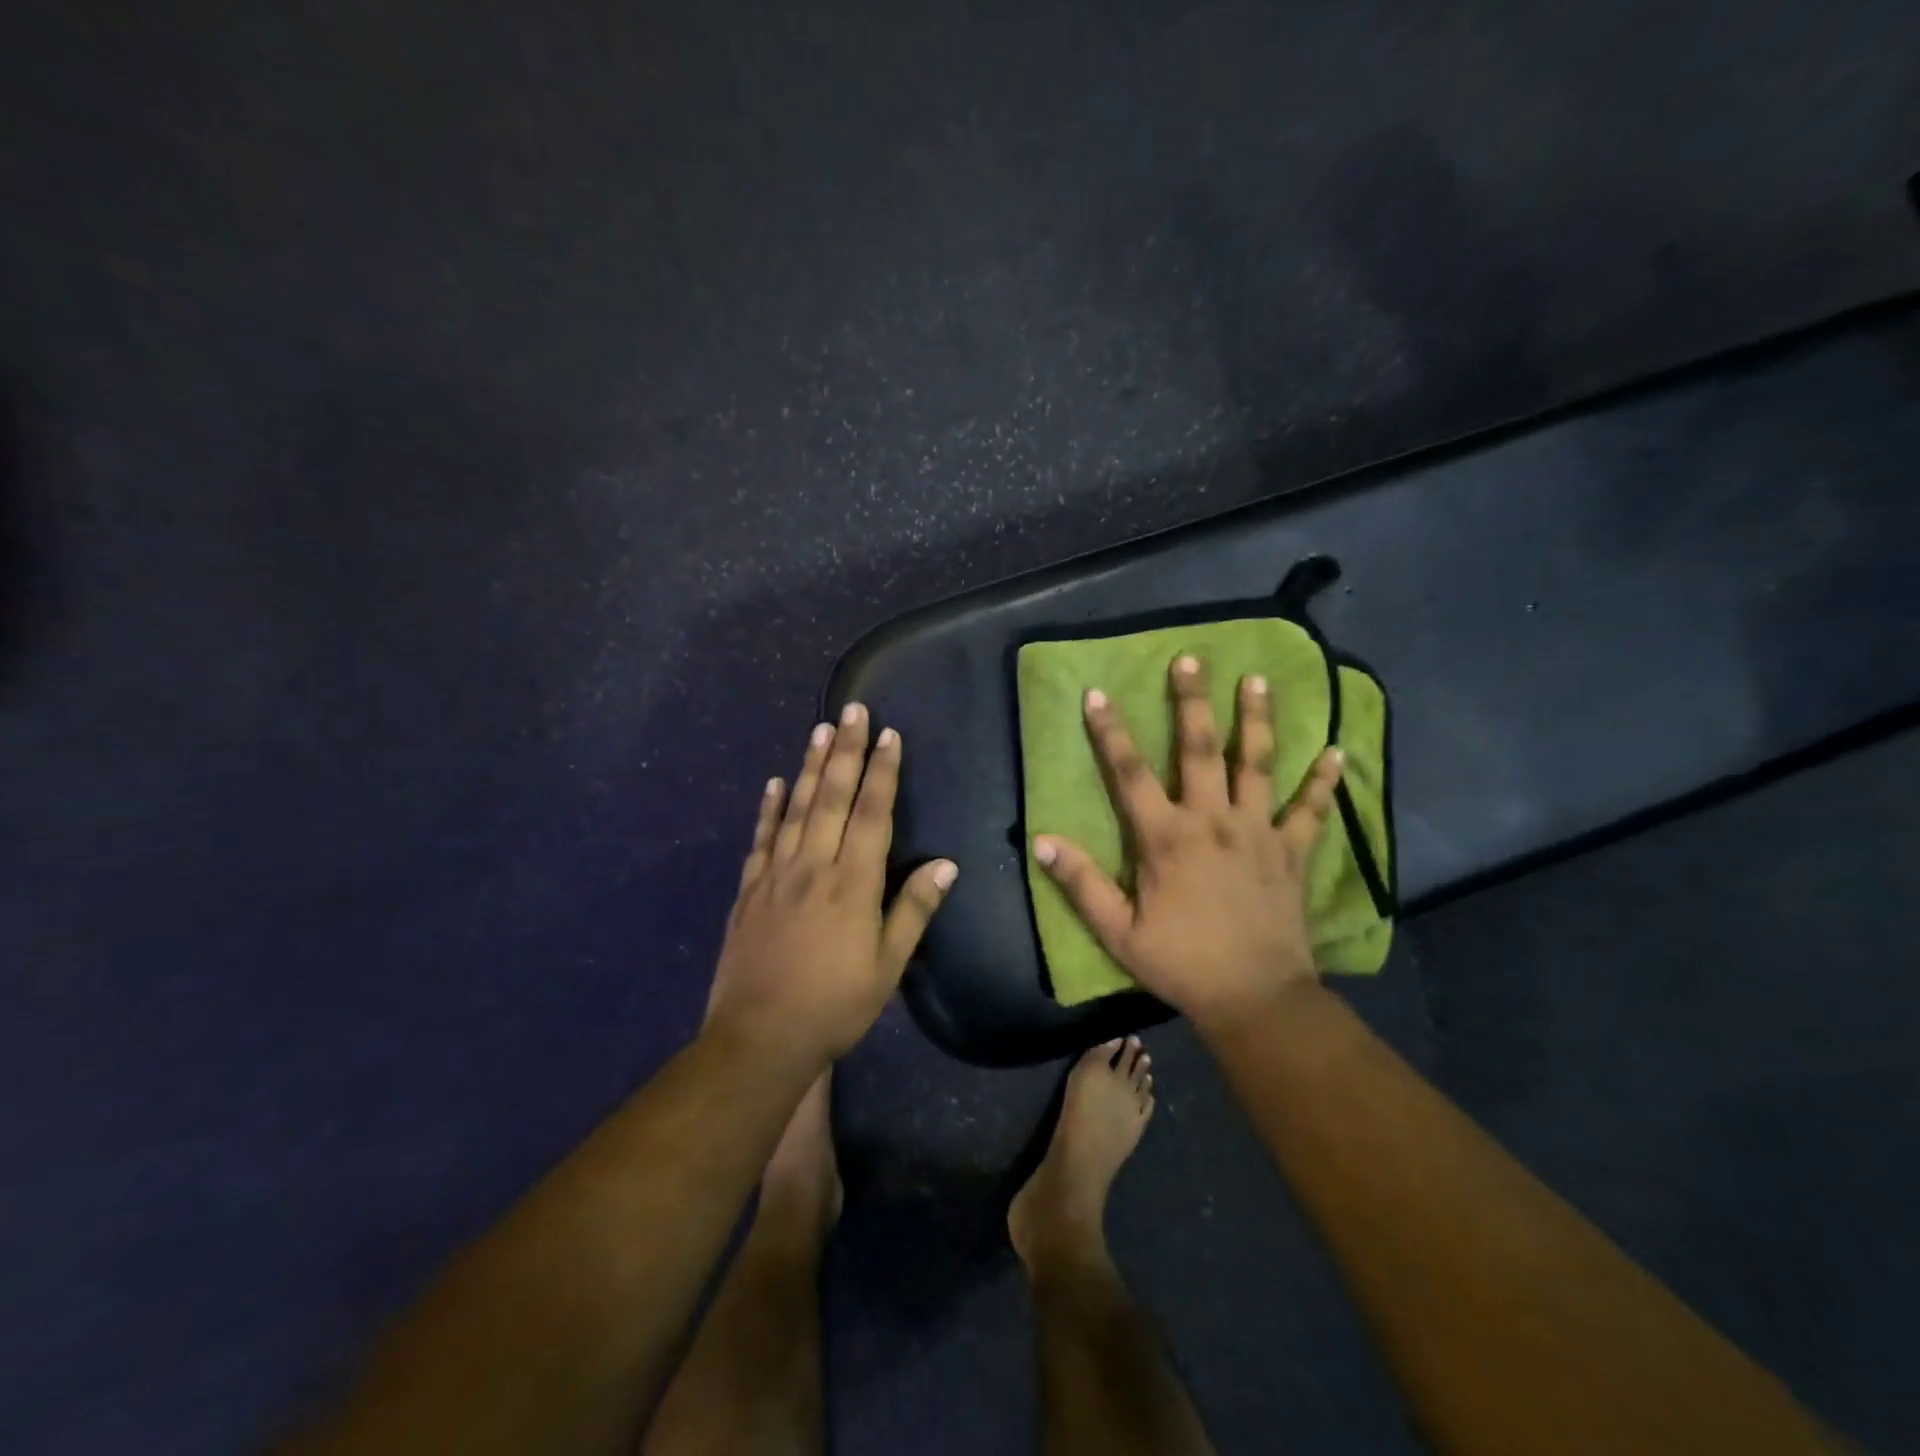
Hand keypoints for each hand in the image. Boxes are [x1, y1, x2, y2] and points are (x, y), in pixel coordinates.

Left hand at [707, 704, 957, 1063]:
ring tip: (820, 729)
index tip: (888, 735)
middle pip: (831, 797)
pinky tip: (774, 783)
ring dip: (809, 766)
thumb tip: (946, 865)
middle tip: (853, 709)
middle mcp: (813, 866)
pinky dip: (768, 808)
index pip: (872, 814)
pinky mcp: (749, 890)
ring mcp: (776, 874)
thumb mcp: (887, 967)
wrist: (759, 1037)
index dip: (882, 772)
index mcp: (852, 883)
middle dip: (845, 750)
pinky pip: (761, 839)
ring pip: (796, 808)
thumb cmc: (835, 1005)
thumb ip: (913, 911)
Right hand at [1032, 654, 1343, 1033]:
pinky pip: (1311, 810)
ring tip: (1258, 679)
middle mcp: (1213, 821)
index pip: (1131, 774)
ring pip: (1257, 764)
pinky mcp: (1292, 852)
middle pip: (1200, 749)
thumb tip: (1041, 840)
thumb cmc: (1180, 963)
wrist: (1255, 998)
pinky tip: (1337, 751)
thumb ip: (1080, 883)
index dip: (1112, 733)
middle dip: (1192, 701)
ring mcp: (1258, 832)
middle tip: (1191, 658)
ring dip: (1257, 720)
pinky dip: (1324, 781)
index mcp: (1166, 838)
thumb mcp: (1118, 931)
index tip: (1099, 694)